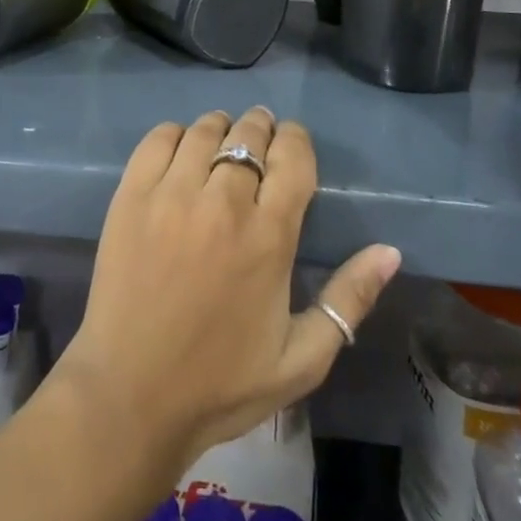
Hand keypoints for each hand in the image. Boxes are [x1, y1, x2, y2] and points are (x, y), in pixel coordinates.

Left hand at [51, 108, 400, 467]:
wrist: (131, 393)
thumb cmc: (221, 382)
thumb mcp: (302, 359)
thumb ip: (349, 300)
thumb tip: (390, 251)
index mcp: (269, 238)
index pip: (292, 158)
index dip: (296, 140)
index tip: (293, 141)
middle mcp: (222, 203)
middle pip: (248, 135)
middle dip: (261, 127)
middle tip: (261, 134)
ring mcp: (171, 195)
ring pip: (204, 131)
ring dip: (221, 126)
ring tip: (224, 137)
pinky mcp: (131, 196)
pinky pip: (158, 140)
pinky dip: (176, 134)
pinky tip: (182, 150)